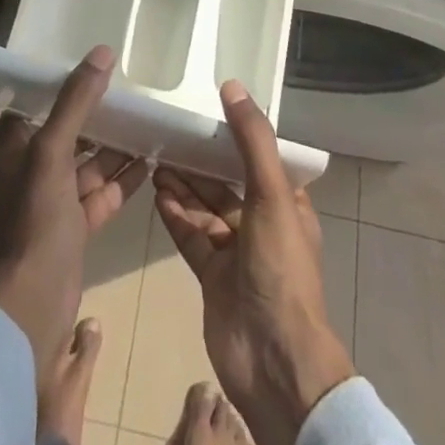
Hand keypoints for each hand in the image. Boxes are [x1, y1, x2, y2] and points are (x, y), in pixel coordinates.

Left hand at [0, 44, 148, 371]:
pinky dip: (125, 178)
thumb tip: (103, 53)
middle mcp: (34, 168)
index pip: (34, 103)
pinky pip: (104, 191)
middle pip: (68, 130)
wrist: (35, 303)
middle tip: (129, 88)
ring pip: (89, 162)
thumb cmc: (36, 218)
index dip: (56, 85)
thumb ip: (77, 102)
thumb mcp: (53, 151)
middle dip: (96, 112)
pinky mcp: (77, 226)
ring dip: (116, 145)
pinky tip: (152, 161)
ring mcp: (56, 199)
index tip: (87, 64)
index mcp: (18, 147)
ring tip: (148, 120)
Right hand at [153, 81, 355, 444]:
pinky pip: (191, 236)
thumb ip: (252, 140)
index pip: (260, 159)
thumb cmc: (280, 268)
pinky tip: (157, 193)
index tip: (206, 109)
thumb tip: (232, 86)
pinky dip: (176, 215)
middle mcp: (263, 224)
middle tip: (169, 134)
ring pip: (206, 208)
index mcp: (288, 205)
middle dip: (201, 161)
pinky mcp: (212, 276)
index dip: (236, 135)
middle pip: (227, 182)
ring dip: (184, 185)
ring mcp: (236, 253)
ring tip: (156, 158)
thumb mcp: (272, 194)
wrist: (273, 359)